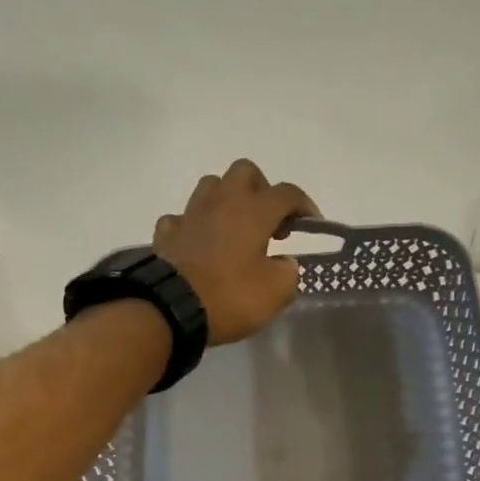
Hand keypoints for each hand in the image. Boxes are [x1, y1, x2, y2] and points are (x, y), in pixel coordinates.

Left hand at [155, 160, 317, 343]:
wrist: (171, 308)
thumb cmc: (230, 297)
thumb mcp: (275, 293)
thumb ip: (288, 273)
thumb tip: (284, 264)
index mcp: (253, 211)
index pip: (287, 193)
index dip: (304, 204)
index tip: (312, 224)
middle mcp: (222, 203)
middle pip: (245, 172)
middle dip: (262, 190)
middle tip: (268, 222)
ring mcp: (190, 215)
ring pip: (211, 187)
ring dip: (227, 201)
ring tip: (235, 230)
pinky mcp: (167, 234)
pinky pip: (183, 218)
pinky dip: (194, 227)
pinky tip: (200, 245)